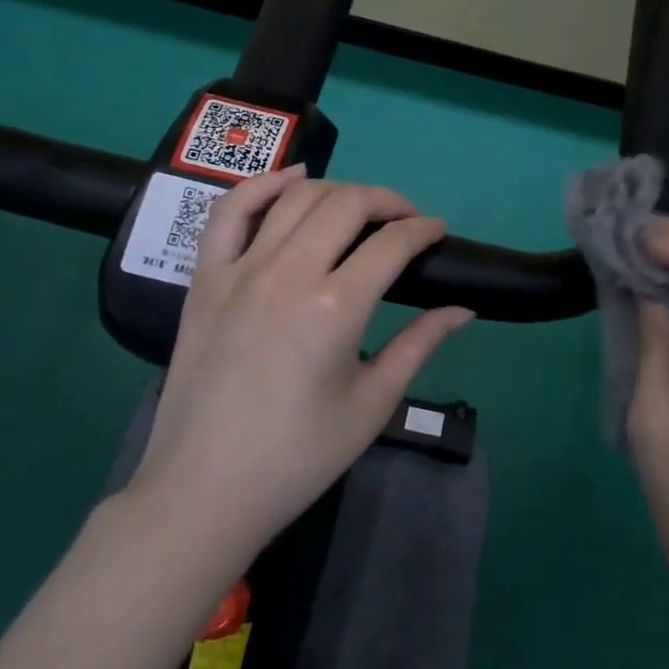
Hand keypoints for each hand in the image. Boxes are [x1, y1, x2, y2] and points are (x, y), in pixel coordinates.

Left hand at [128, 165, 473, 565]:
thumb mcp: (372, 404)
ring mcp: (240, 270)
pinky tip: (293, 177)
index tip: (438, 232)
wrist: (204, 490)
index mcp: (335, 308)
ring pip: (296, 198)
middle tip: (406, 220)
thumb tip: (463, 309)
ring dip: (338, 191)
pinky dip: (263, 184)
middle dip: (387, 202)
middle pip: (347, 205)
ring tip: (360, 209)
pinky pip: (230, 211)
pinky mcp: (205, 279)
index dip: (423, 230)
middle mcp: (287, 273)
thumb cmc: (298, 456)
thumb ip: (419, 345)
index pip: (391, 243)